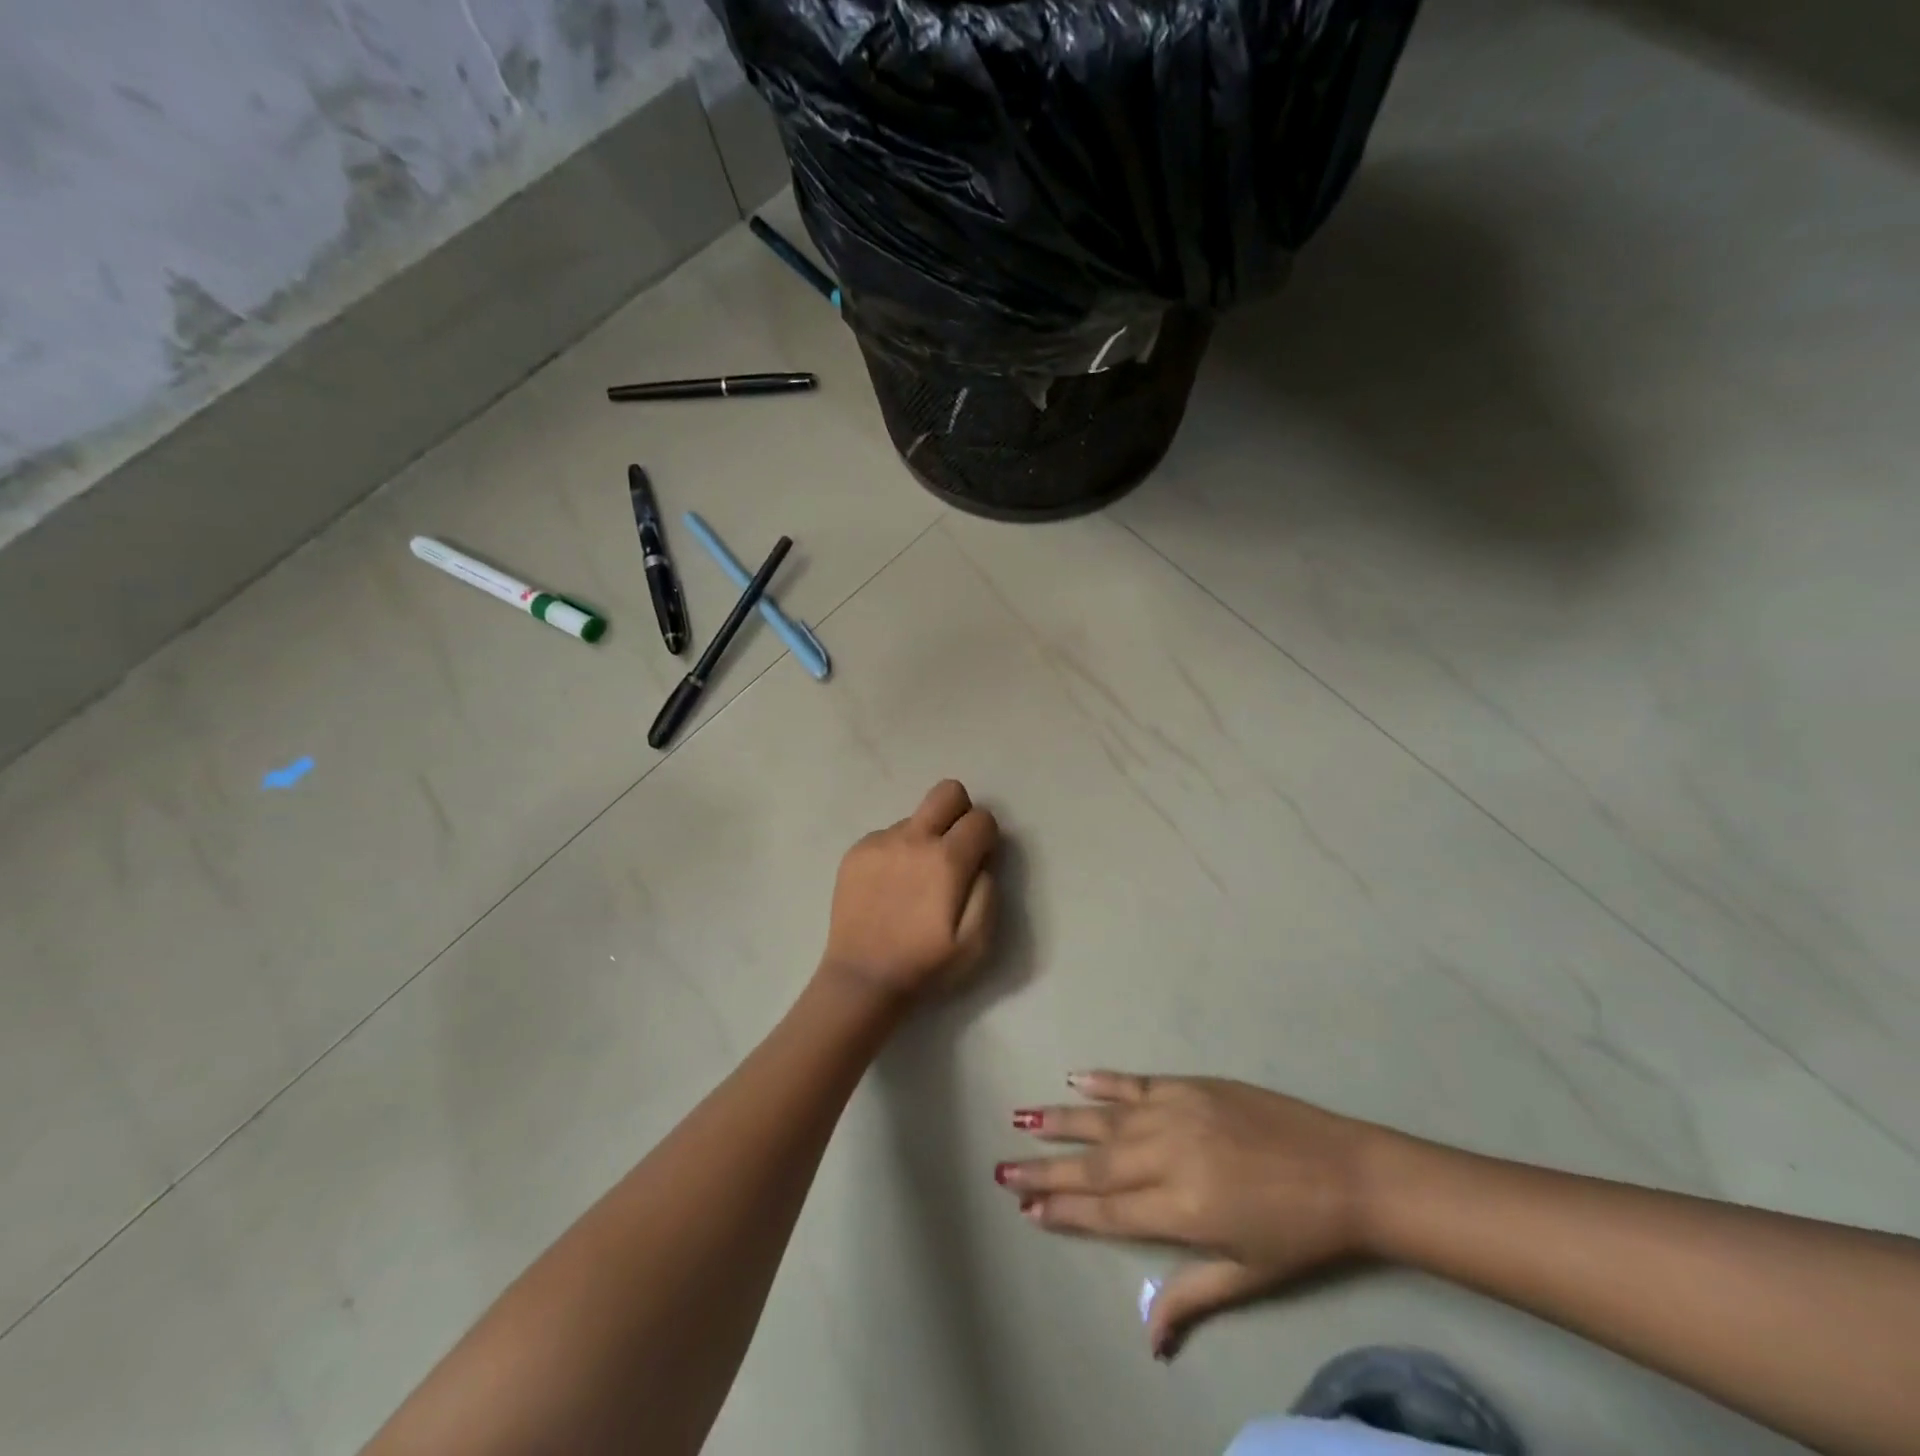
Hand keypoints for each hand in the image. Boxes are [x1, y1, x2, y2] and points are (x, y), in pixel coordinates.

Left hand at [820, 780, 999, 1002]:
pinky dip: (897, 851)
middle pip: (947, 791)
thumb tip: (982, 860)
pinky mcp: (856, 851)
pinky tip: (890, 886)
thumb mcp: (978, 941)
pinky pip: (888, 835)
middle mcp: (913, 839)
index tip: (978, 861)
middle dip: (960, 812)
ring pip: (916, 818)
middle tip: (954, 849)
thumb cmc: (926, 964)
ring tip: (914, 881)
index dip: (987, 838)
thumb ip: (988, 890)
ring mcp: (880, 841)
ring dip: (925, 838)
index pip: (981, 818)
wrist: (862, 978)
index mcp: (947, 860)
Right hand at [996, 1073, 1385, 1357]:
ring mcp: (1176, 1113)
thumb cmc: (1299, 1236)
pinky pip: (1135, 1082)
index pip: (1107, 1212)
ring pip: (1105, 1119)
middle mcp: (1168, 1156)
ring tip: (1022, 1120)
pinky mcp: (1190, 1086)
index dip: (1064, 1211)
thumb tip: (1148, 1338)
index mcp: (1182, 1209)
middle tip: (1003, 1169)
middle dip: (1046, 1169)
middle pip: (1095, 1166)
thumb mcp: (1247, 1274)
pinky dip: (1102, 1082)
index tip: (1026, 1208)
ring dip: (1061, 1121)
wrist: (1347, 1172)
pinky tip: (1074, 1079)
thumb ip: (1192, 1296)